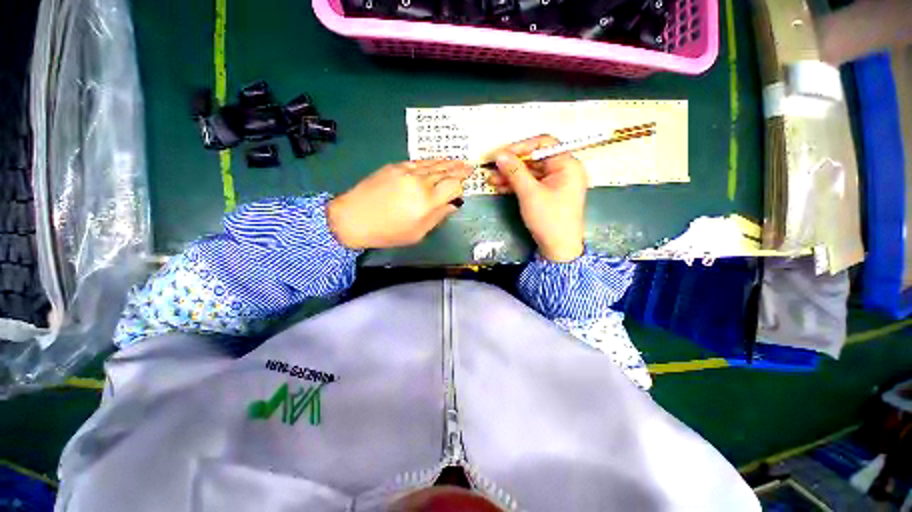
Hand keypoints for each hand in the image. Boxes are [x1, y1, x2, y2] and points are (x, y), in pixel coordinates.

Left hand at [327, 159, 471, 249]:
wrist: (353, 218)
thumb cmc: (388, 232)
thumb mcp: (418, 233)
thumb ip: (438, 217)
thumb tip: (452, 205)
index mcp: (427, 201)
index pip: (452, 187)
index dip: (459, 188)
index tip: (461, 192)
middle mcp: (420, 182)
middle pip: (445, 172)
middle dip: (459, 170)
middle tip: (470, 167)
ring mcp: (407, 171)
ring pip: (433, 164)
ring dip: (448, 163)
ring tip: (459, 162)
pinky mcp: (395, 166)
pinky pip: (419, 162)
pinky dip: (431, 162)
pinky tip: (437, 161)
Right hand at [488, 135, 587, 261]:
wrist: (558, 249)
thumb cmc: (549, 219)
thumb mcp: (530, 193)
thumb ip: (515, 171)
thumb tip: (500, 155)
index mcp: (567, 165)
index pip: (544, 144)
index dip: (521, 146)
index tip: (501, 154)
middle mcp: (563, 171)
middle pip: (535, 159)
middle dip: (512, 164)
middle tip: (492, 167)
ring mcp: (555, 184)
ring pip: (530, 173)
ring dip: (510, 176)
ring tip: (491, 179)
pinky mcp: (548, 195)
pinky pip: (531, 185)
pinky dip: (516, 185)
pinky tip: (500, 187)